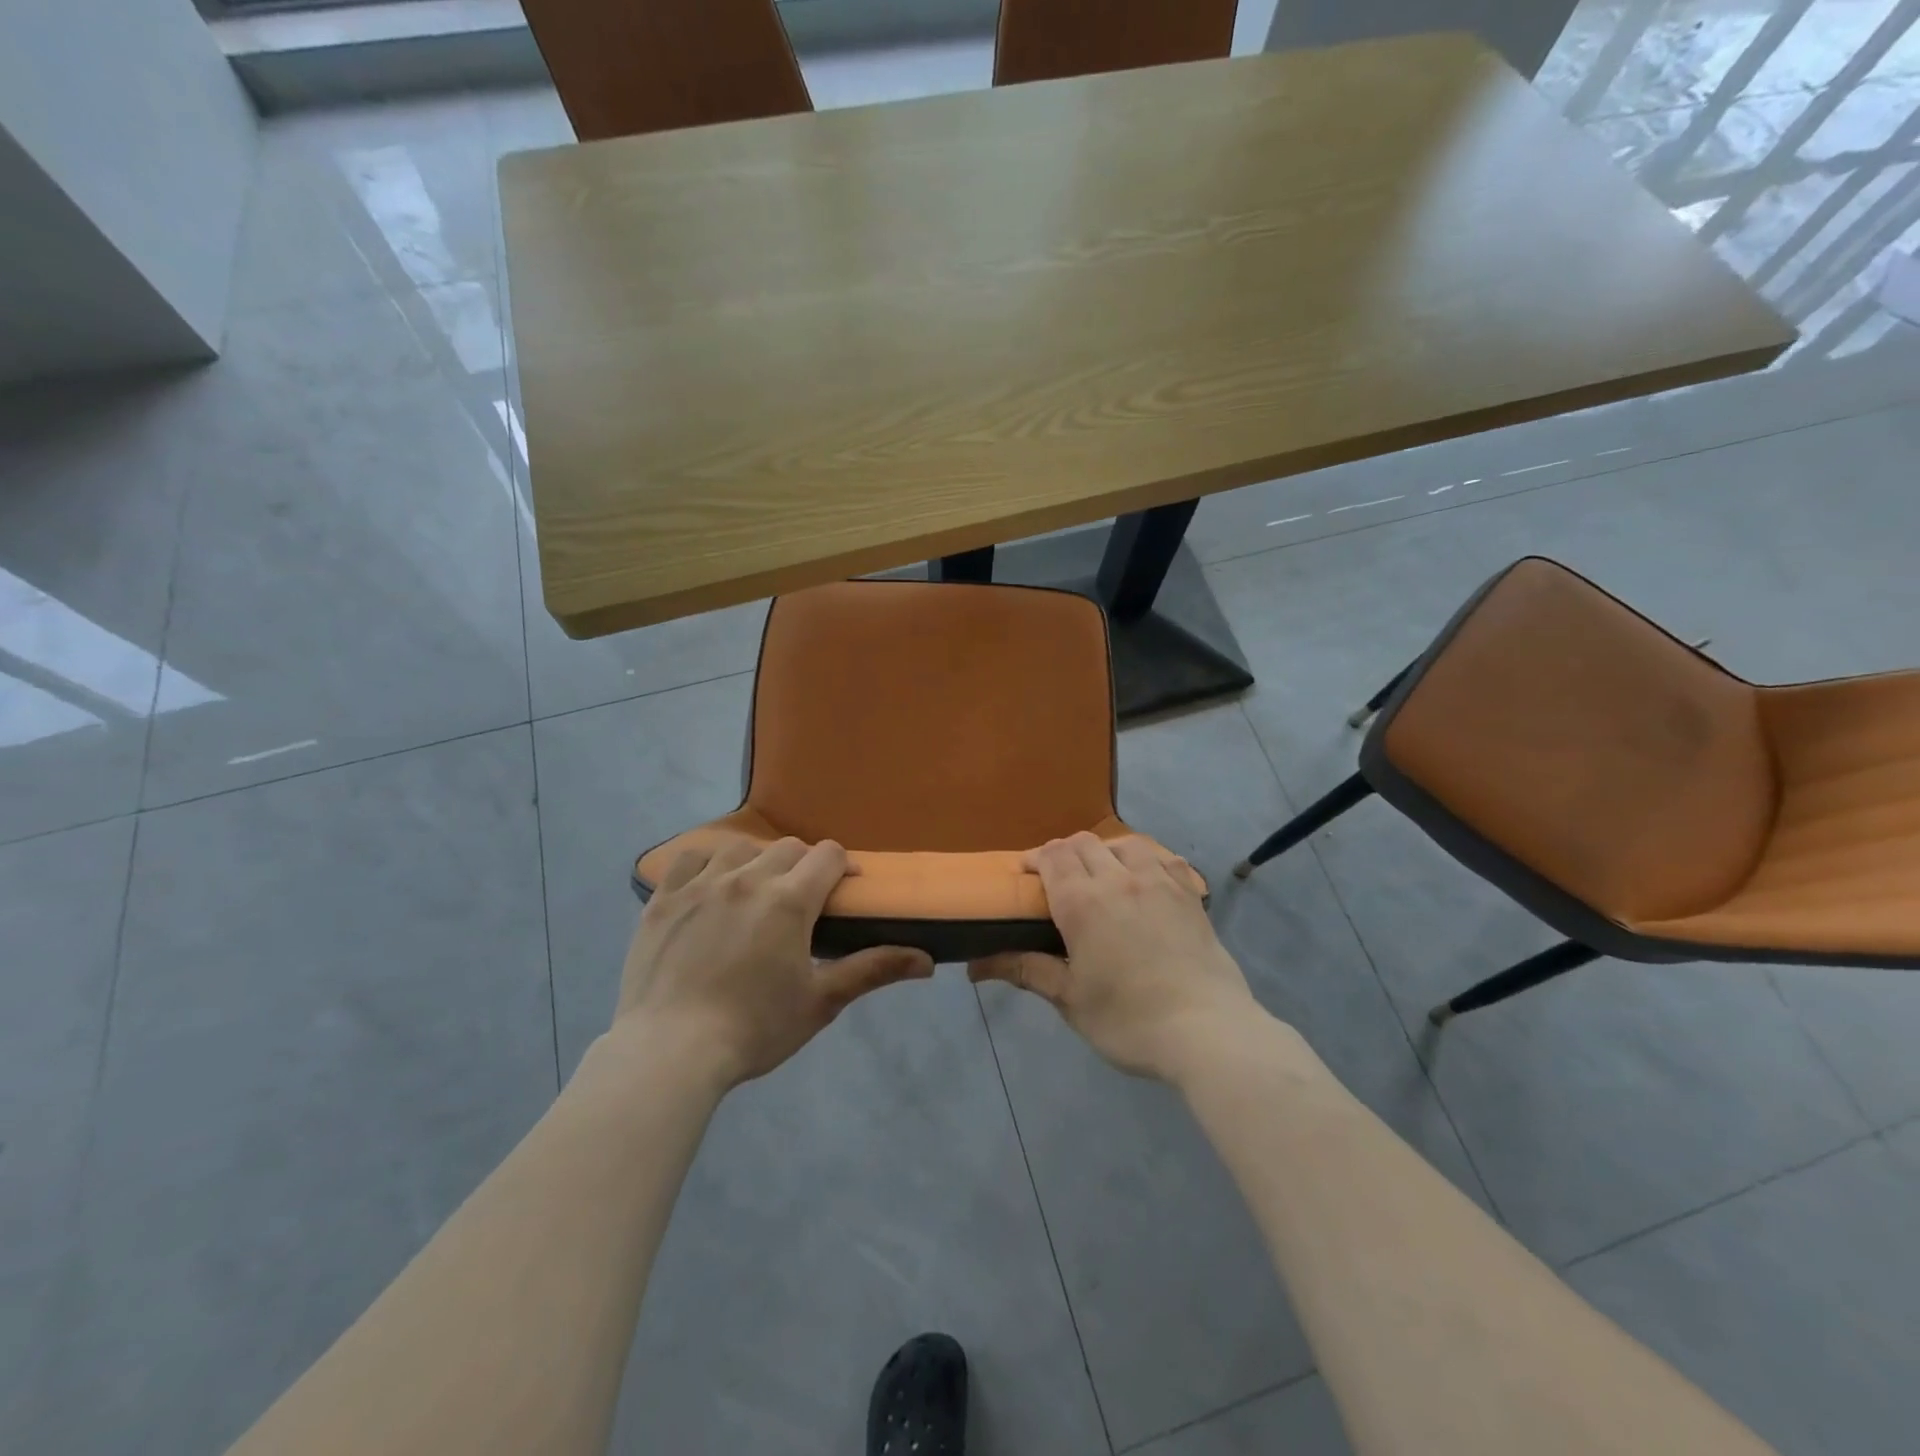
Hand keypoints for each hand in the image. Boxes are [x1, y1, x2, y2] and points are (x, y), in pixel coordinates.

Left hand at [614, 837, 933, 1086]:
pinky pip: (689, 859)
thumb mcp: (820, 1002)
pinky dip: (705, 864)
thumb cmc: (754, 1029)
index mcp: (789, 900)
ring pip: (740, 847)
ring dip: (756, 861)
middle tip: (801, 902)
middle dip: (803, 866)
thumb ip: (872, 970)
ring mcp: (700, 884)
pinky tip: (709, 887)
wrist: (669, 1052)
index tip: (842, 890)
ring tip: (754, 893)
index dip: (841, 867)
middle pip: (788, 848)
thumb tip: (927, 961)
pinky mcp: (663, 899)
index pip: (827, 855)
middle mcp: (747, 878)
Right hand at [970, 832, 1260, 1083]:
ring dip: (1104, 850)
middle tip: (1057, 879)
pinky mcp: (1189, 894)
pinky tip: (1143, 879)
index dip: (1034, 858)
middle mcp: (1118, 879)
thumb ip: (1026, 970)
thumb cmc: (1128, 1020)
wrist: (1206, 1030)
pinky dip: (1144, 859)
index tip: (1024, 873)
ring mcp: (1158, 882)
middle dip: (1063, 853)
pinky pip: (1162, 858)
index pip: (1052, 857)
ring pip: (1124, 843)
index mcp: (1082, 902)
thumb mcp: (1069, 999)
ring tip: (1101, 874)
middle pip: (1083, 844)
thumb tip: (975, 966)